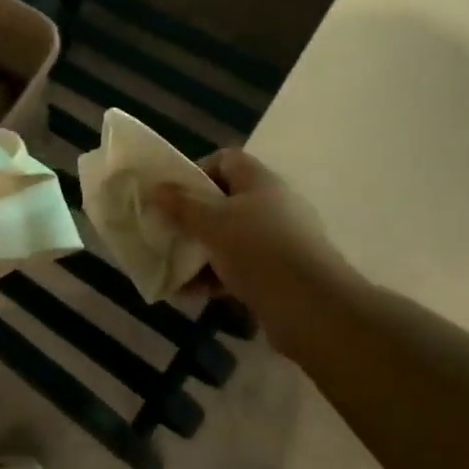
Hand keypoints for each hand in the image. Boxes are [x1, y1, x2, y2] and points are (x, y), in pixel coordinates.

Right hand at [152, 150, 351, 359]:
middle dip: (192, 218)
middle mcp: (271, 205)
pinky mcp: (278, 274)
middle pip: (224, 201)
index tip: (172, 194)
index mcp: (260, 181)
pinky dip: (214, 277)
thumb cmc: (260, 251)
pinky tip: (189, 294)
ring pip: (229, 238)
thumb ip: (182, 205)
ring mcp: (277, 241)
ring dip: (199, 252)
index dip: (196, 171)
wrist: (313, 309)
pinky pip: (238, 268)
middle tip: (166, 232)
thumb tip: (155, 187)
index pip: (225, 160)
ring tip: (171, 268)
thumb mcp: (213, 223)